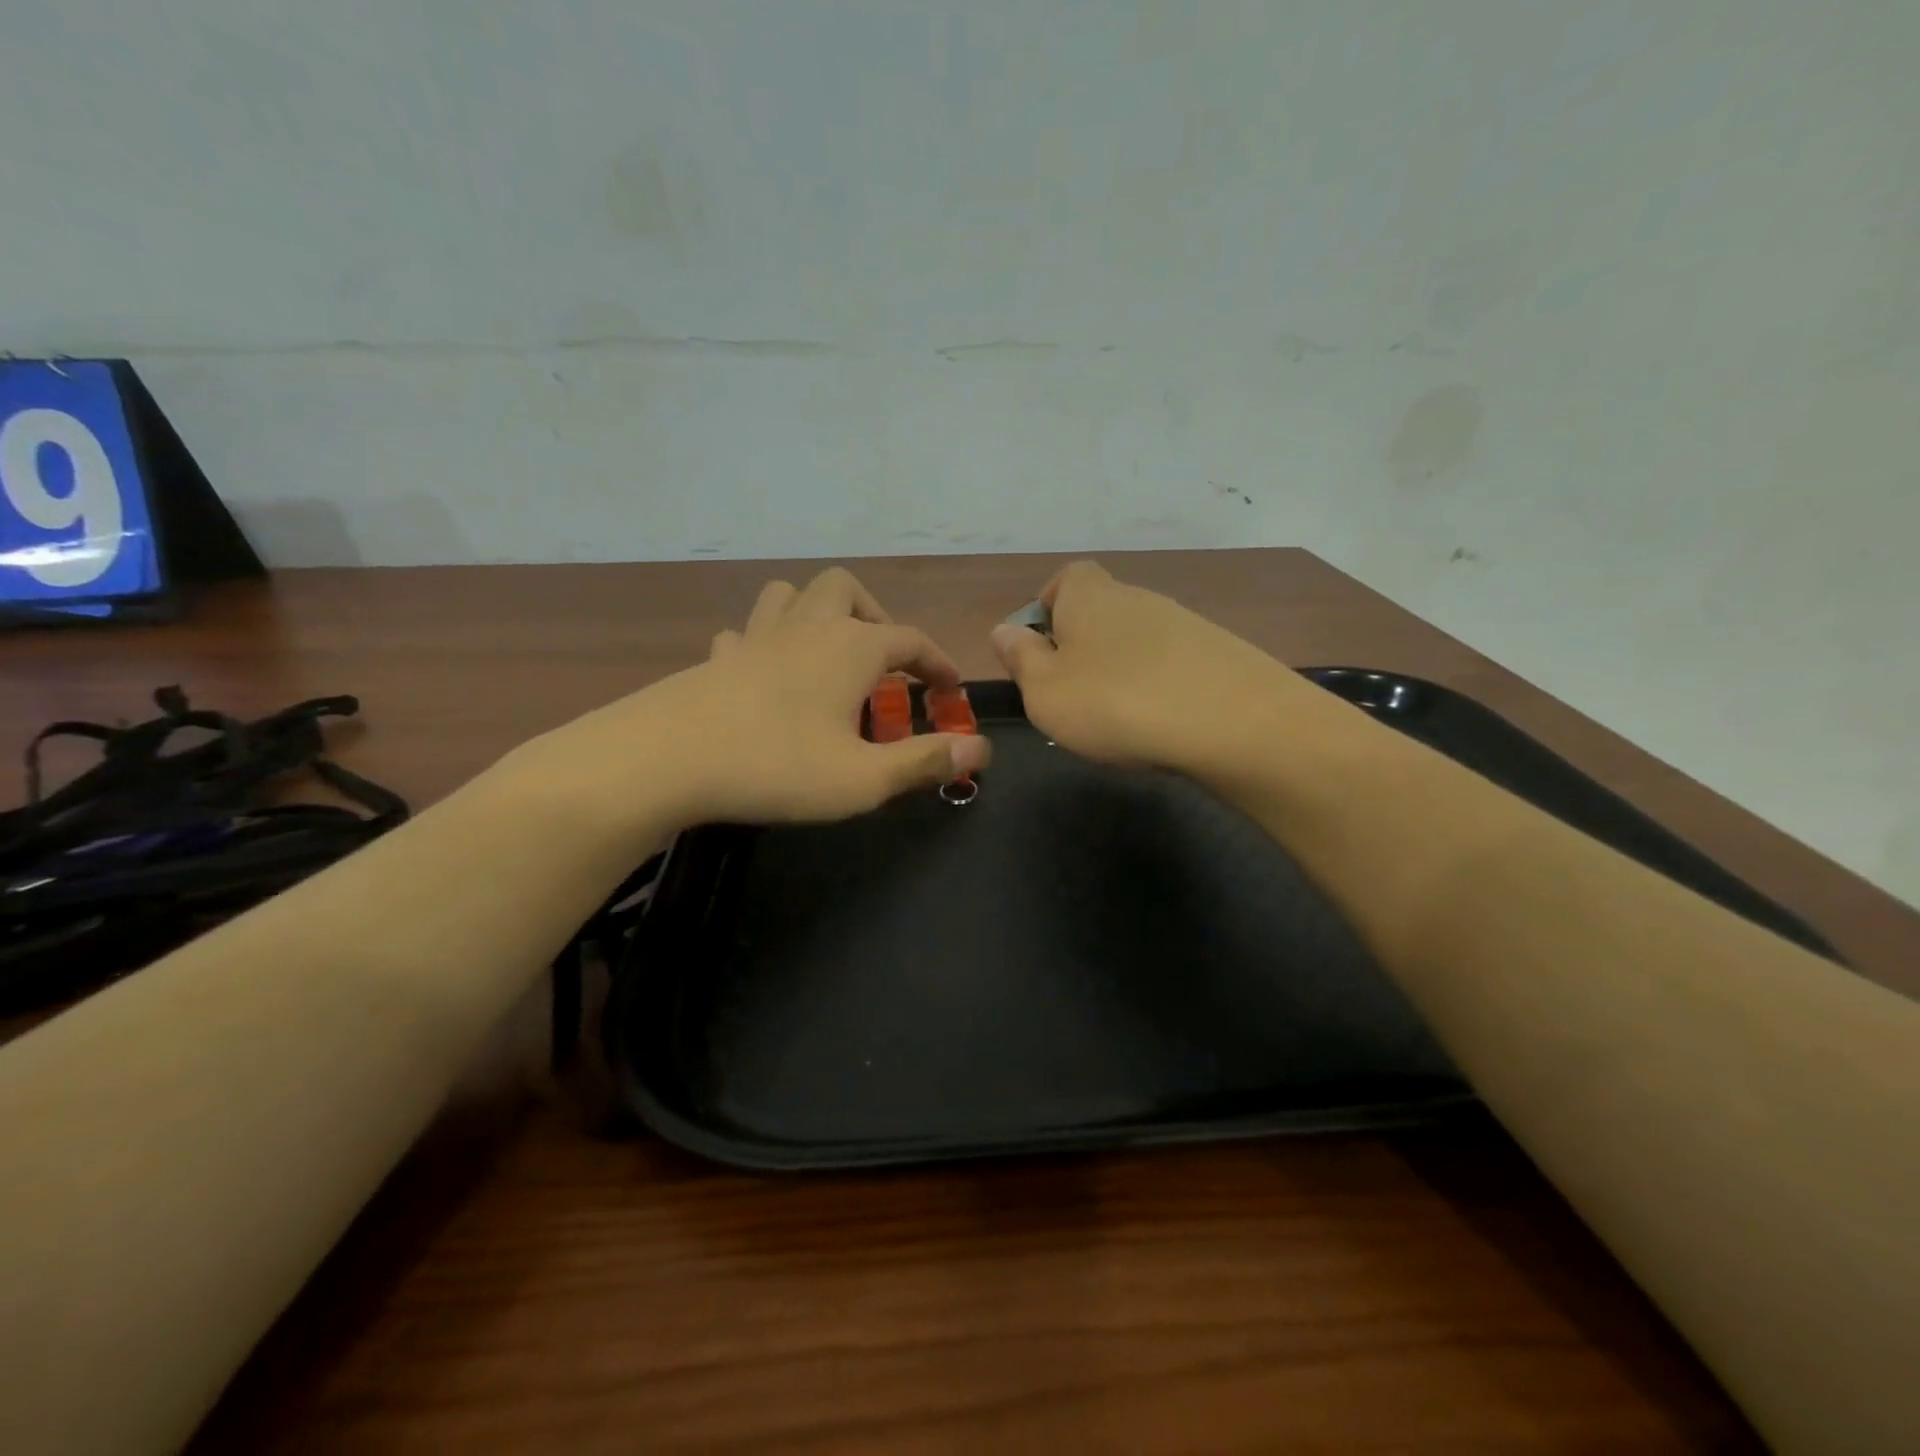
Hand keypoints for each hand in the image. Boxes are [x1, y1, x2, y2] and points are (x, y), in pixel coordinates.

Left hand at [526, 567, 990, 832]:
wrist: (665, 760)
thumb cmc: (777, 766)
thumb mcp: (863, 779)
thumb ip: (925, 761)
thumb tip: (982, 751)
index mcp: (850, 648)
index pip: (911, 640)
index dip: (938, 662)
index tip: (951, 689)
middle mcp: (806, 628)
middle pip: (845, 589)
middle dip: (874, 616)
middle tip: (883, 661)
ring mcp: (755, 638)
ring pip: (790, 595)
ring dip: (817, 613)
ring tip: (828, 654)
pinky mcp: (715, 659)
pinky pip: (745, 633)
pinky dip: (764, 643)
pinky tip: (764, 673)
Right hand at [989, 560, 1303, 774]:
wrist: (1232, 722)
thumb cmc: (1114, 703)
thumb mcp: (1045, 691)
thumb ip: (1020, 659)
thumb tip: (1004, 631)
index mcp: (1089, 597)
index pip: (1066, 578)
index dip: (1049, 606)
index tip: (1041, 647)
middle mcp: (1137, 598)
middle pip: (1101, 611)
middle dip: (1082, 646)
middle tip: (1073, 695)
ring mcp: (1184, 623)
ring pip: (1137, 640)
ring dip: (1121, 669)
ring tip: (1118, 718)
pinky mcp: (1219, 653)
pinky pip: (1173, 664)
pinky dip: (1159, 686)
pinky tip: (1160, 723)